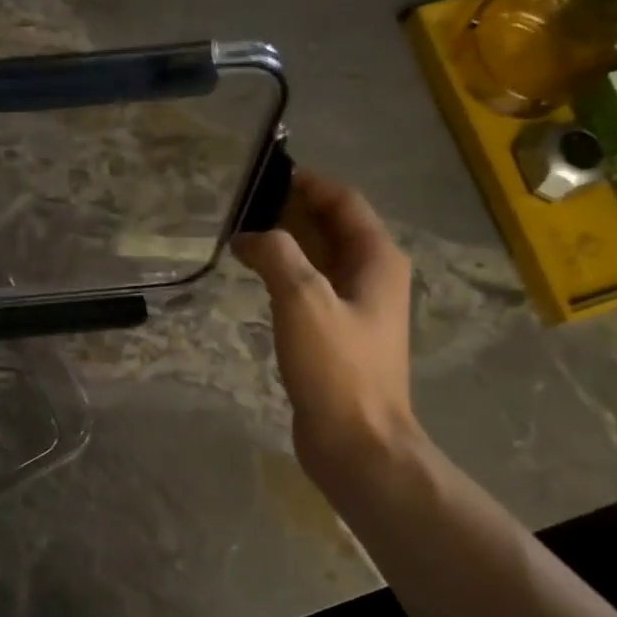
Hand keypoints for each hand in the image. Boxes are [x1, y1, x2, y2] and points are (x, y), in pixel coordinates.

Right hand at [231, 169, 417, 486]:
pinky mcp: (338, 334)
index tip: (263, 176)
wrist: (356, 440)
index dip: (307, 183)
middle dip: (290, 212)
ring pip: (319, 258)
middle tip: (241, 208)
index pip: (343, 201)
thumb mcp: (303, 300)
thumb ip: (277, 255)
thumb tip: (250, 235)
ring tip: (240, 239)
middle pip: (332, 226)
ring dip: (285, 244)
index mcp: (377, 259)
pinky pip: (311, 288)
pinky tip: (255, 280)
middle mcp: (372, 276)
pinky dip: (285, 275)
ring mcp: (356, 307)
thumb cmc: (336, 368)